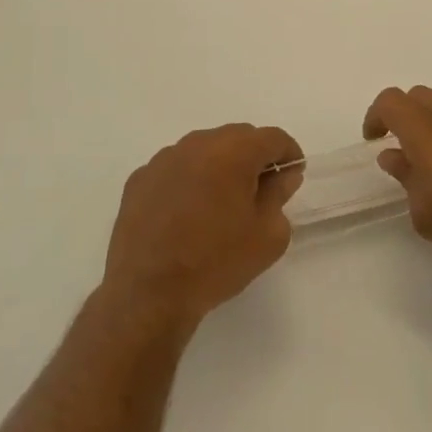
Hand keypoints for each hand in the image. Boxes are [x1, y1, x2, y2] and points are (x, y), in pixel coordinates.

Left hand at [102, 124, 303, 334]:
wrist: (148, 294)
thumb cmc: (216, 262)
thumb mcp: (268, 236)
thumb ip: (280, 196)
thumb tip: (283, 176)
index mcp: (234, 152)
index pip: (273, 138)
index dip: (288, 154)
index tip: (292, 175)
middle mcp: (198, 144)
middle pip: (238, 137)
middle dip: (254, 157)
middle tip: (259, 191)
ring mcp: (164, 159)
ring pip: (204, 150)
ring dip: (219, 166)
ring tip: (220, 203)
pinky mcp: (140, 179)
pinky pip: (175, 168)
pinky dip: (188, 180)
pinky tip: (187, 213)